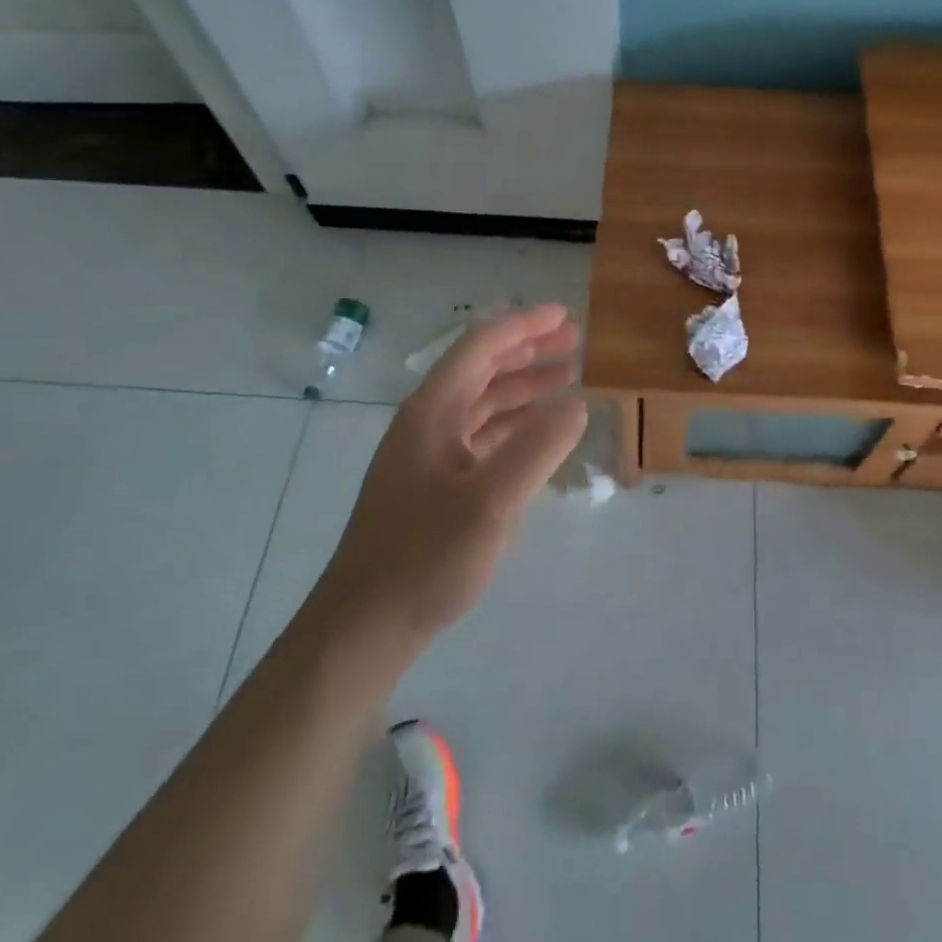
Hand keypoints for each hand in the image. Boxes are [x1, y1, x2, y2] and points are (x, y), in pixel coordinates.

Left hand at [319, 305, 587, 653]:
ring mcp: (428, 454)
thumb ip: (538, 447)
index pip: (481, 346)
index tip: (566, 315)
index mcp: (432, 410)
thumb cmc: (426, 557)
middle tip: (574, 342)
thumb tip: (577, 404)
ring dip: (523, 386)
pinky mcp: (434, 484)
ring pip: (482, 402)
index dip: (525, 325)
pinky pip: (480, 436)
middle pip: (482, 368)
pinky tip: (538, 432)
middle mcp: (427, 421)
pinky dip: (513, 424)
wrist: (364, 626)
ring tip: (567, 378)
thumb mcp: (491, 502)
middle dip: (529, 350)